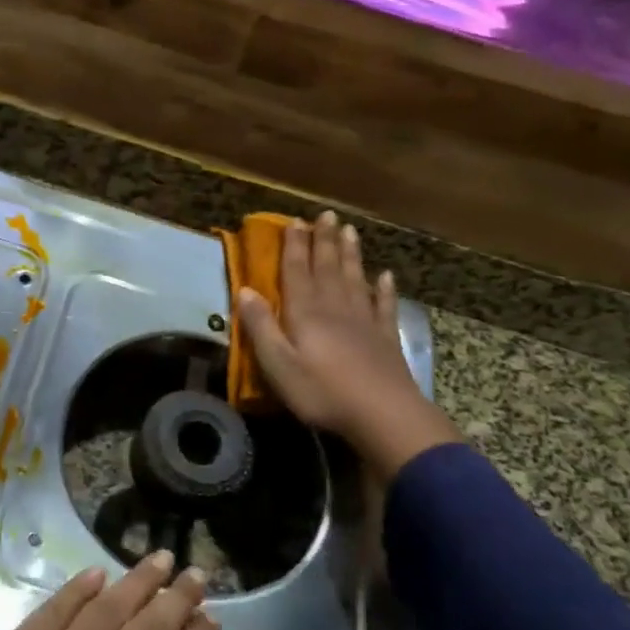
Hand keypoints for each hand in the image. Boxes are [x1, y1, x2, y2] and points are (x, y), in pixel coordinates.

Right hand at [236, 211, 457, 480]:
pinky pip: (384, 306)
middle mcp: (335, 308)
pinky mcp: (385, 339)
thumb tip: (244, 290)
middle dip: (324, 240)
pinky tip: (386, 277)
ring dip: (350, 254)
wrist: (383, 415)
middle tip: (326, 215)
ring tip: (350, 231)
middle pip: (327, 267)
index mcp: (305, 313)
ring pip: (355, 279)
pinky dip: (384, 289)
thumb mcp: (278, 364)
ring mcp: (364, 322)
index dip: (294, 246)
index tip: (293, 221)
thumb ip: (261, 326)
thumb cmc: (322, 392)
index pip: (296, 272)